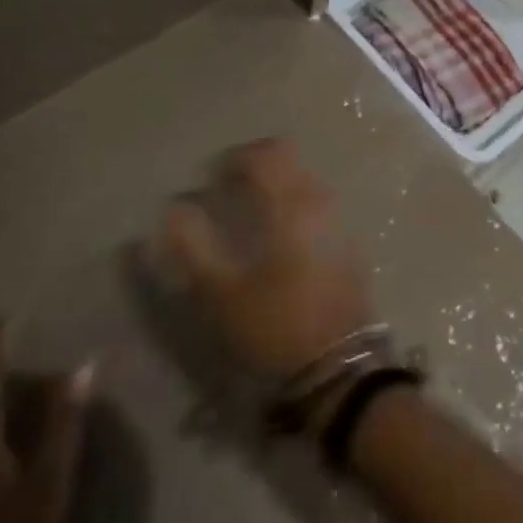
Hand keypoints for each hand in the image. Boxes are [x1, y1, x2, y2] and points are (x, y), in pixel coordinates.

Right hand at [156, 138, 375, 381]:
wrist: (340, 368)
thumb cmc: (275, 326)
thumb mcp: (221, 294)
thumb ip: (193, 246)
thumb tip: (174, 209)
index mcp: (290, 204)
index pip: (264, 154)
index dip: (233, 158)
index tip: (209, 180)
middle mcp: (319, 200)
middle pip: (287, 159)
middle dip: (255, 165)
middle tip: (227, 190)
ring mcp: (338, 219)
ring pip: (304, 178)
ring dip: (276, 183)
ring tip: (249, 212)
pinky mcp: (348, 241)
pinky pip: (317, 202)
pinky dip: (294, 203)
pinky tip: (279, 235)